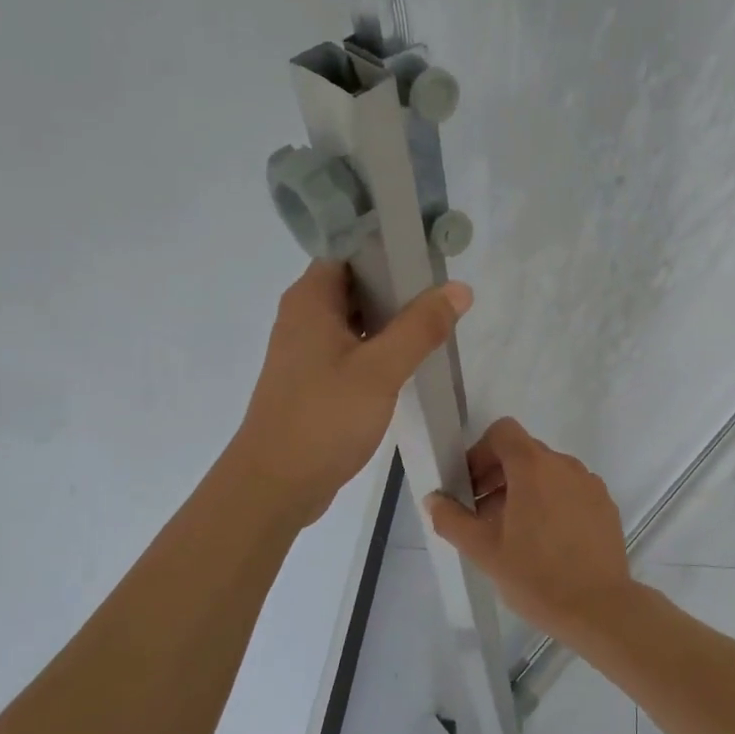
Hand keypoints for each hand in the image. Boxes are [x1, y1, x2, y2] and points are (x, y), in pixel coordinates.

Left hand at [230, 261, 471, 524]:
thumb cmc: (323, 419)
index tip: (429, 255)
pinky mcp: (314, 381)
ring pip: (356, 320)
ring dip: (392, 320)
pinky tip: (411, 360)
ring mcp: (307, 351)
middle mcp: (304, 317)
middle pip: (356, 284)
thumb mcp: (380, 370)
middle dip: (398, 286)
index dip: (388, 248)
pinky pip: (353, 350)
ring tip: (437, 323)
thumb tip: (458, 288)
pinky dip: (380, 348)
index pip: (349, 250)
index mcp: (310, 300)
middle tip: (443, 293)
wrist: (276, 485)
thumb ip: (420, 327)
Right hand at [424, 417, 637, 641]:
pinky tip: (546, 542)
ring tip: (513, 532)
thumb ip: (452, 519)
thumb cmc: (536, 576)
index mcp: (534, 467)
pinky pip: (570, 491)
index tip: (470, 487)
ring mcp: (590, 485)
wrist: (600, 609)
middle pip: (524, 452)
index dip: (480, 453)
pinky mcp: (605, 506)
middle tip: (483, 515)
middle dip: (498, 476)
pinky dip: (552, 502)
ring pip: (548, 473)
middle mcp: (565, 466)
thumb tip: (434, 499)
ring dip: (524, 490)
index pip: (503, 432)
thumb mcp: (483, 551)